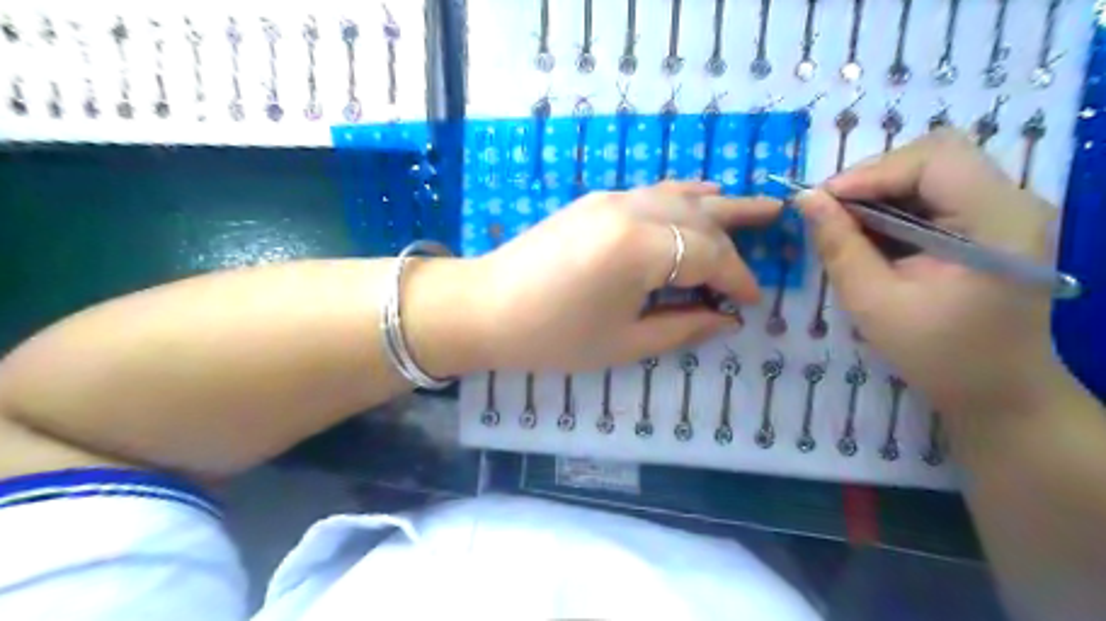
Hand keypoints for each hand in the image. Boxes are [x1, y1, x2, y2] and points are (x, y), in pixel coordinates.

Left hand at [464, 182, 776, 370]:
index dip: (737, 279)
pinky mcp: (596, 200)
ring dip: (718, 205)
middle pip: (700, 220)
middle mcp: (632, 210)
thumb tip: (727, 319)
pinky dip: (683, 195)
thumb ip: (683, 327)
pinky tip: (699, 196)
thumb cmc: (553, 336)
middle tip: (775, 234)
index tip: (752, 301)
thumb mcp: (624, 342)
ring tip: (755, 207)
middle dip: (736, 237)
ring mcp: (611, 199)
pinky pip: (652, 191)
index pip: (709, 257)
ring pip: (680, 196)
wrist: (485, 307)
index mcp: (641, 249)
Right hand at [795, 130, 1061, 417]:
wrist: (998, 392)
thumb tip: (805, 199)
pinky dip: (895, 205)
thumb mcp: (874, 303)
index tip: (820, 201)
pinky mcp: (992, 224)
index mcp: (998, 223)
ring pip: (935, 170)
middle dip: (875, 176)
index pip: (935, 160)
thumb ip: (839, 246)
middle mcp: (1014, 203)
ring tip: (844, 221)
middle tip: (831, 209)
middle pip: (939, 154)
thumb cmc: (938, 356)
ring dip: (881, 189)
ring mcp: (1006, 211)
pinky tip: (870, 232)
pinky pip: (937, 194)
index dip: (872, 172)